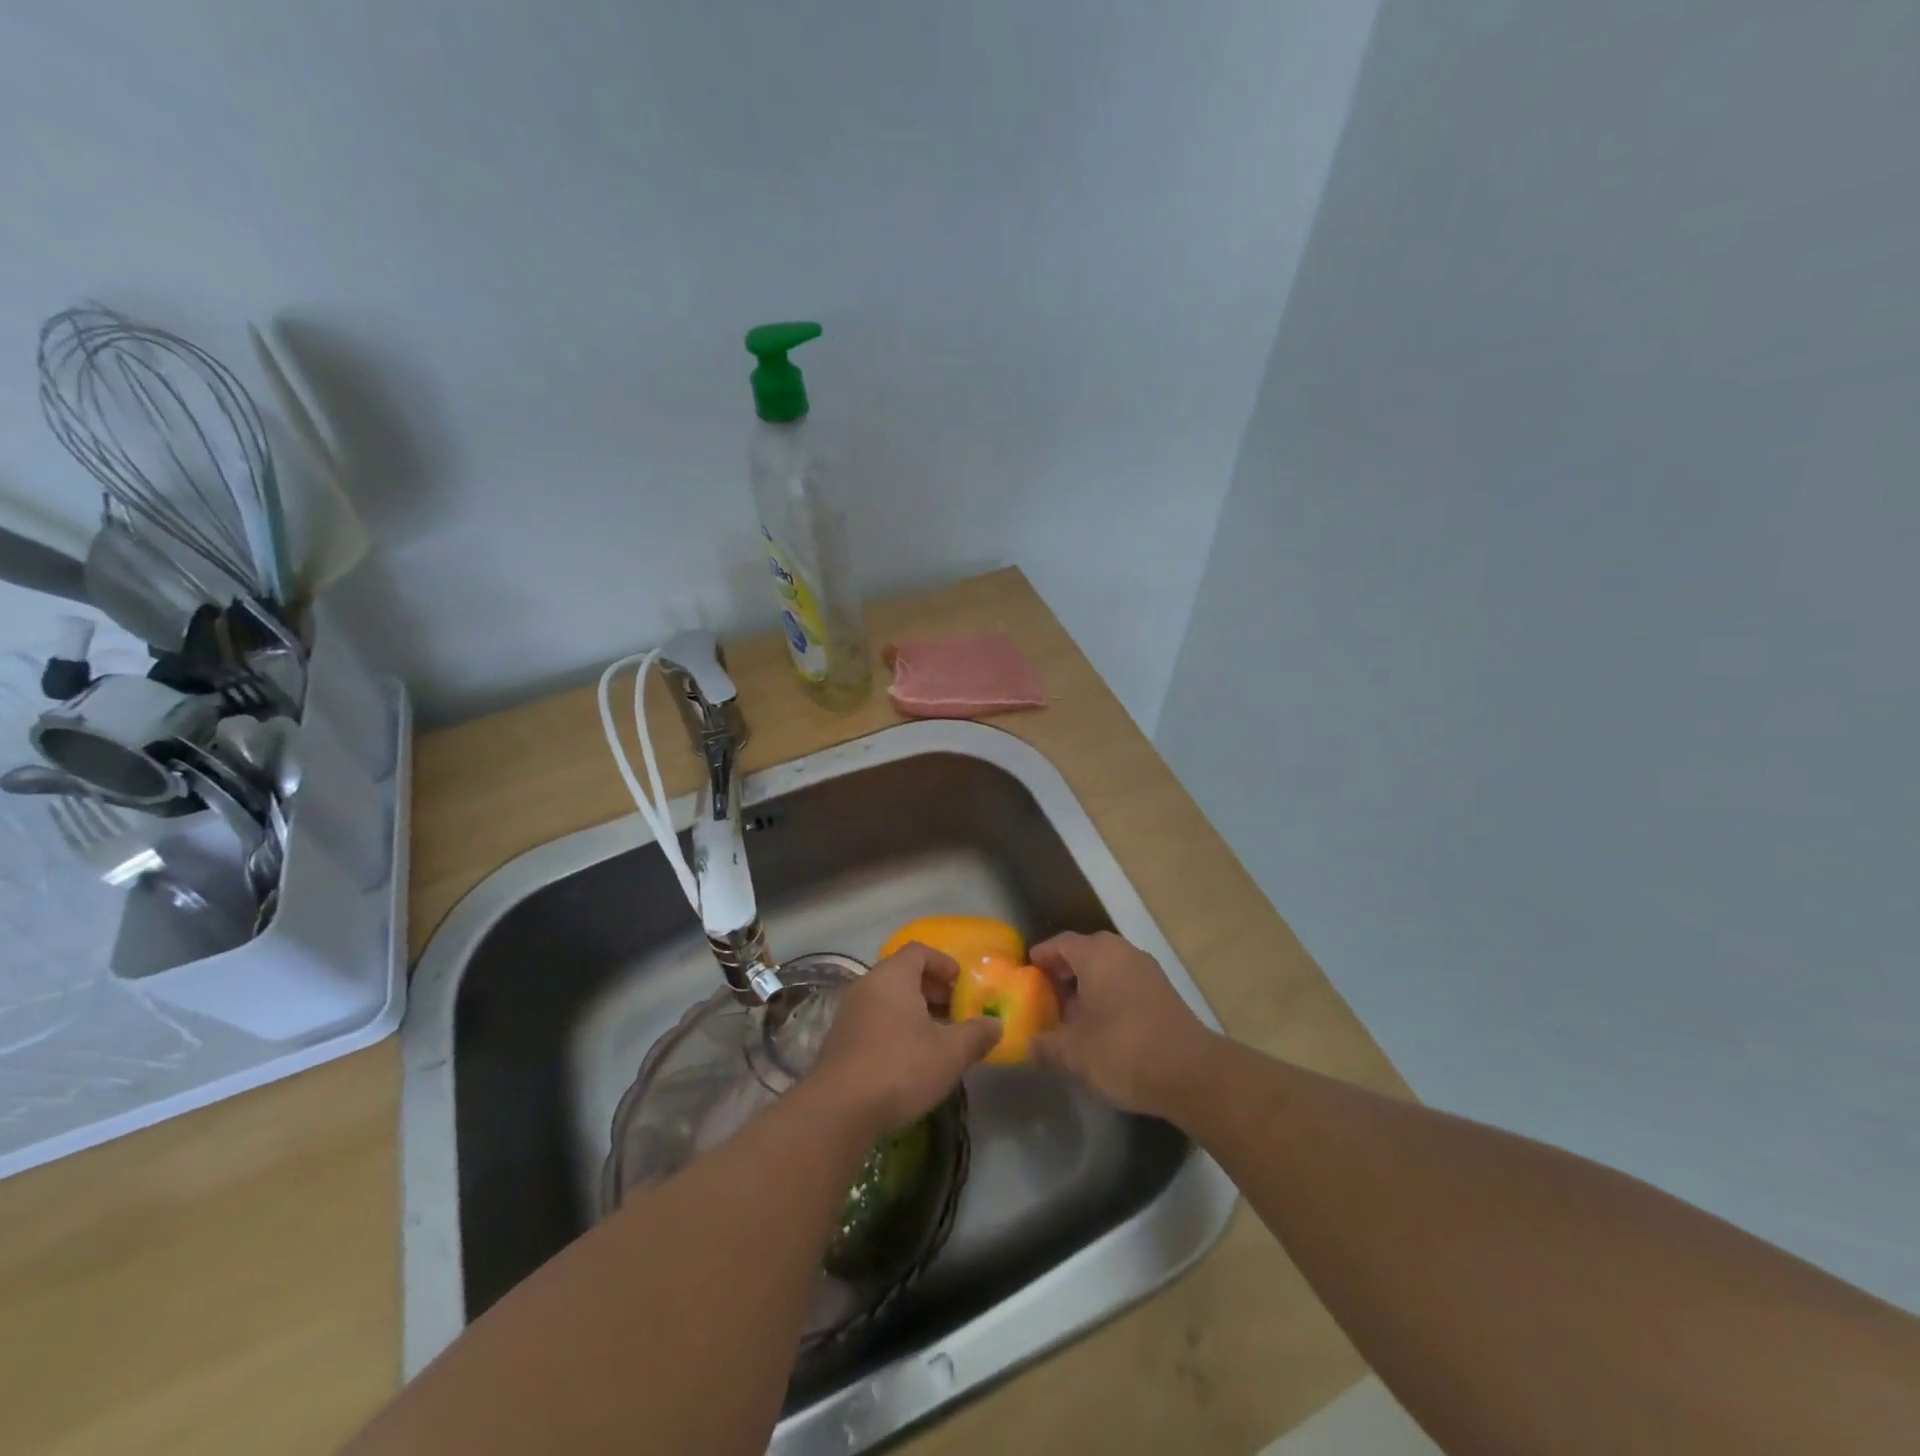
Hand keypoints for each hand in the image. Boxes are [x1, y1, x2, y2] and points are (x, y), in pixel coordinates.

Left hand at [810, 942, 1002, 1137]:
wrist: (838, 1111)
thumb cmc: (900, 1068)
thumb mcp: (950, 1053)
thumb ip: (977, 1034)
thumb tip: (995, 1025)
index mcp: (892, 976)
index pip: (919, 951)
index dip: (944, 963)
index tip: (962, 984)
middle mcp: (867, 985)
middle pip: (903, 974)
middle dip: (932, 990)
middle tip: (955, 1013)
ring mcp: (848, 1013)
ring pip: (888, 1000)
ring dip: (914, 1012)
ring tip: (937, 1039)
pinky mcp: (839, 1042)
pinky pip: (874, 1021)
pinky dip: (895, 1029)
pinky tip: (910, 1060)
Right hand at [1030, 931, 1215, 1116]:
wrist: (1192, 1074)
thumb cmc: (1123, 1051)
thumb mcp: (1072, 1053)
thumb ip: (1044, 1046)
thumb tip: (1028, 1045)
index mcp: (1097, 955)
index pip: (1061, 943)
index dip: (1041, 956)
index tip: (1026, 971)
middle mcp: (1123, 953)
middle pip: (1086, 953)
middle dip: (1064, 972)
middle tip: (1045, 995)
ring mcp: (1148, 972)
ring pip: (1108, 969)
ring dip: (1087, 986)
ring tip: (1070, 1016)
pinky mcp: (1164, 994)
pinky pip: (1126, 984)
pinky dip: (1109, 997)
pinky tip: (1100, 1028)